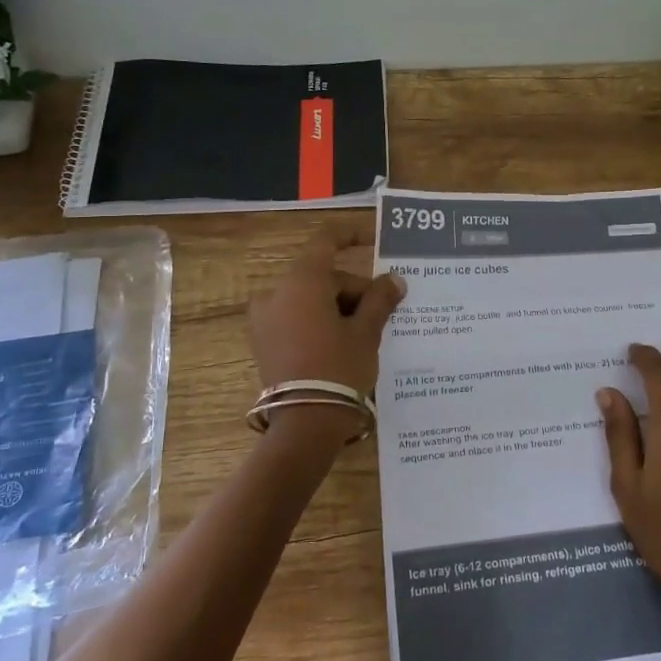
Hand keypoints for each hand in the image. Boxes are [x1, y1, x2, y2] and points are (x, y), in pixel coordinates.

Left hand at [248, 220, 404, 398]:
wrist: (305, 424)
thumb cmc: (339, 368)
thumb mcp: (366, 332)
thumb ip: (380, 299)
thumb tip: (395, 280)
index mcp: (302, 282)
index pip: (327, 242)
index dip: (352, 236)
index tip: (374, 240)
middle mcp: (276, 293)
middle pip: (323, 277)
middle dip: (355, 290)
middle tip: (384, 312)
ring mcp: (265, 319)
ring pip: (311, 299)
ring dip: (339, 308)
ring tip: (367, 333)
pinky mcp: (264, 343)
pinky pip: (297, 318)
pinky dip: (321, 322)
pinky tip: (344, 343)